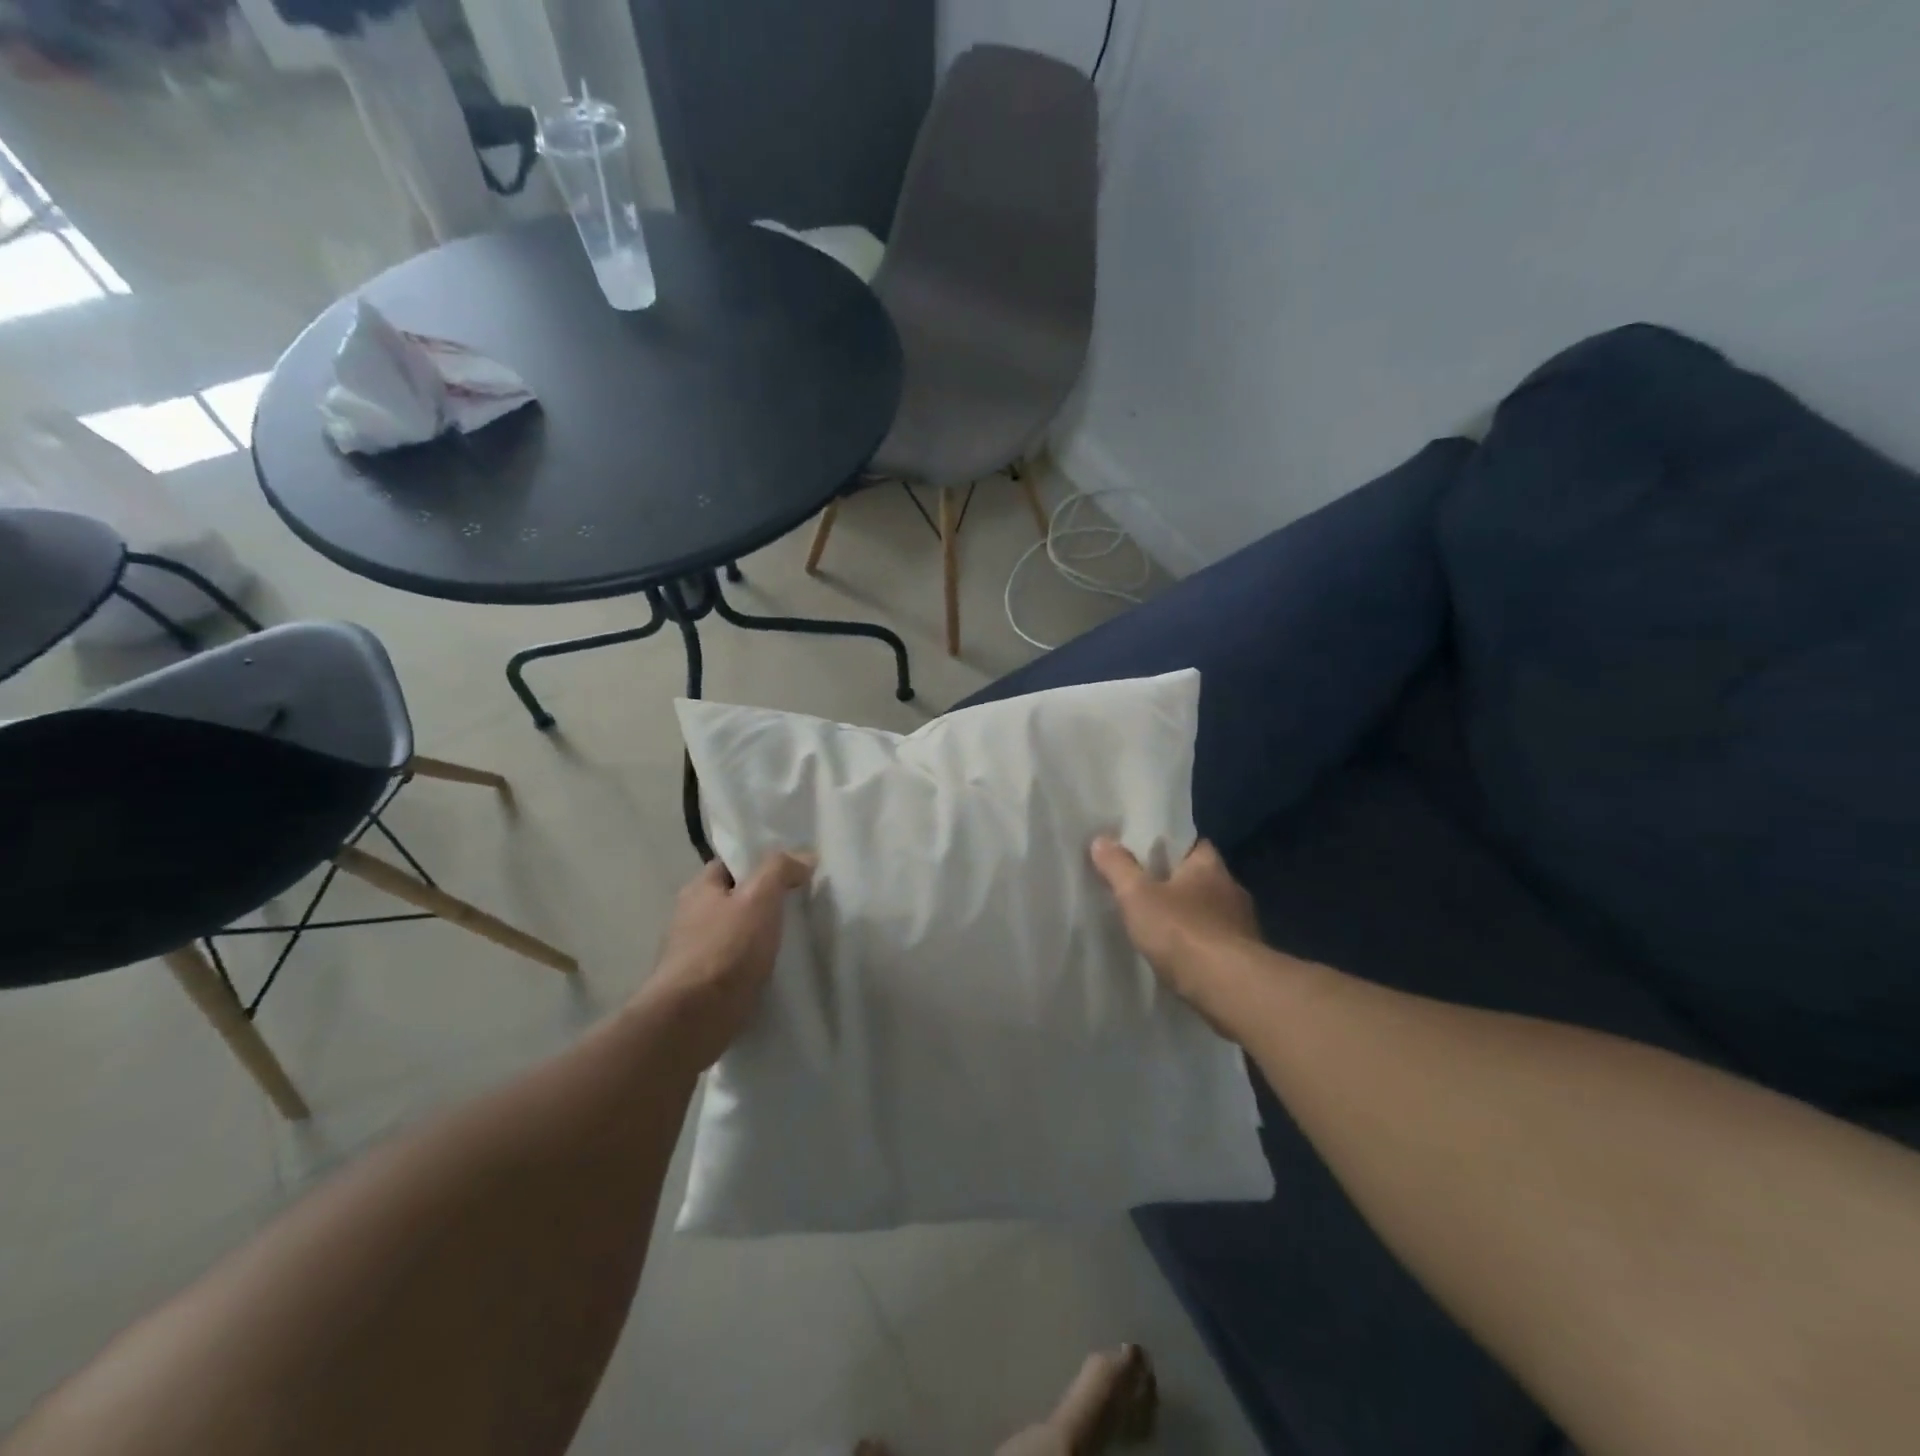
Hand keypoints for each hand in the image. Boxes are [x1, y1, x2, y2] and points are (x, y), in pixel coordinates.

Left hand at [641, 851, 813, 1069]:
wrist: (692, 1021)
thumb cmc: (725, 950)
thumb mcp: (759, 897)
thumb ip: (780, 870)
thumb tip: (804, 856)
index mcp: (699, 890)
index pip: (731, 865)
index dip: (760, 864)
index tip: (792, 873)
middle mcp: (690, 917)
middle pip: (734, 900)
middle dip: (763, 903)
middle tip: (800, 907)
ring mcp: (693, 954)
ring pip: (735, 935)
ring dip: (759, 937)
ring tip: (794, 940)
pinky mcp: (701, 987)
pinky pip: (734, 966)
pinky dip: (753, 966)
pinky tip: (776, 971)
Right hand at [1090, 837, 1262, 1029]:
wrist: (1229, 988)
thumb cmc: (1182, 931)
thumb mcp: (1137, 895)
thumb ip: (1118, 867)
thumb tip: (1101, 839)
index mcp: (1209, 865)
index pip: (1193, 844)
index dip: (1170, 847)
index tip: (1148, 855)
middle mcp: (1232, 888)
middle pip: (1202, 878)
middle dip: (1179, 884)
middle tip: (1147, 891)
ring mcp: (1244, 924)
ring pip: (1211, 912)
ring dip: (1192, 917)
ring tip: (1163, 927)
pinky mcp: (1247, 957)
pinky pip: (1218, 942)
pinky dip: (1202, 945)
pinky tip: (1183, 956)